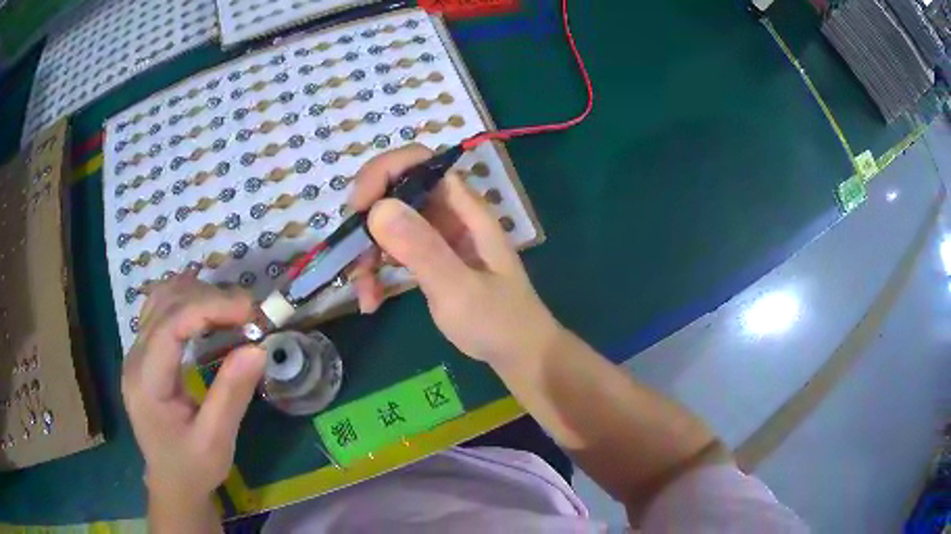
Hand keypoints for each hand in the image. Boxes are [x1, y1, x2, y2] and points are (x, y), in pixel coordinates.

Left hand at [121, 273, 265, 501]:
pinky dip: (186, 300)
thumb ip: (232, 395)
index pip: (171, 324)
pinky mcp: (144, 352)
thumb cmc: (193, 467)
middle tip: (250, 313)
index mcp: (146, 381)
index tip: (250, 311)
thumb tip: (258, 348)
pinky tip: (207, 310)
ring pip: (162, 298)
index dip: (209, 307)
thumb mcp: (216, 441)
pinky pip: (161, 309)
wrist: (171, 483)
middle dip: (209, 299)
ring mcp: (136, 351)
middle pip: (167, 304)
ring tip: (232, 310)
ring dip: (198, 294)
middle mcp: (135, 357)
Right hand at [349, 144, 561, 365]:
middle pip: (395, 192)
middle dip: (367, 220)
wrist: (519, 353)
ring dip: (367, 253)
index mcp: (464, 208)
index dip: (384, 172)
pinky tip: (371, 300)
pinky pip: (393, 251)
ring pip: (388, 225)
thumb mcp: (459, 289)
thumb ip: (423, 249)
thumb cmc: (498, 322)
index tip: (358, 207)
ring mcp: (438, 236)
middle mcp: (449, 214)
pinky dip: (376, 271)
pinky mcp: (430, 259)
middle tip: (351, 257)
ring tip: (365, 293)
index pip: (419, 162)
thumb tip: (378, 208)